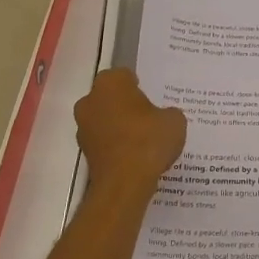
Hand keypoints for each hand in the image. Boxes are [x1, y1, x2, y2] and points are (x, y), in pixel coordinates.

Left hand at [74, 69, 186, 194]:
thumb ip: (167, 113)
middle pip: (111, 97)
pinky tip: (135, 156)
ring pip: (105, 119)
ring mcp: (83, 127)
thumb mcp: (174, 120)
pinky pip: (104, 141)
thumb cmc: (149, 140)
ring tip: (144, 140)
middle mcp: (90, 100)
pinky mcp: (84, 152)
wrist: (125, 183)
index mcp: (110, 83)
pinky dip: (116, 145)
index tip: (152, 98)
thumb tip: (163, 117)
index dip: (139, 86)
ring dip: (119, 126)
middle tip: (149, 117)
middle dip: (126, 105)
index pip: (124, 76)